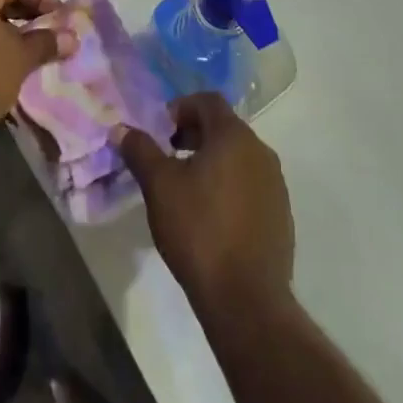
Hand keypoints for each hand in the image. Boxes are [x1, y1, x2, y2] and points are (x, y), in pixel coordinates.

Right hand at [116, 92, 294, 309]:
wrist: (247, 301)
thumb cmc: (199, 231)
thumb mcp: (159, 187)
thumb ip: (140, 150)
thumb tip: (122, 129)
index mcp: (234, 137)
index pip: (208, 101)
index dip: (180, 108)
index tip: (160, 132)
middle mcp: (261, 152)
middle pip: (224, 128)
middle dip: (193, 135)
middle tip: (167, 158)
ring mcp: (275, 185)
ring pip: (238, 157)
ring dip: (211, 162)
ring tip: (186, 189)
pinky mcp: (281, 215)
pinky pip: (250, 185)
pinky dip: (229, 187)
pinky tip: (210, 218)